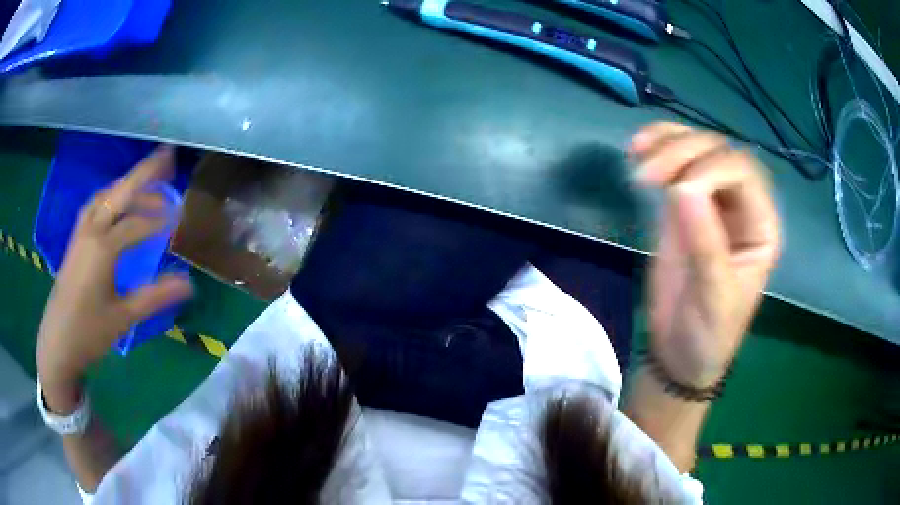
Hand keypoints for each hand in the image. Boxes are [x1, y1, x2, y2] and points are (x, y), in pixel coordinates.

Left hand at [36, 147, 193, 411]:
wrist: (58, 343)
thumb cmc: (90, 332)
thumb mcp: (124, 317)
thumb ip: (155, 296)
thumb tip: (189, 283)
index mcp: (103, 248)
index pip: (137, 224)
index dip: (160, 219)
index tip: (181, 217)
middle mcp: (91, 231)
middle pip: (120, 192)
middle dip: (144, 172)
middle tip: (167, 155)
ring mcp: (80, 233)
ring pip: (105, 196)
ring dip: (126, 185)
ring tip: (146, 183)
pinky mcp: (75, 240)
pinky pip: (94, 206)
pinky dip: (110, 197)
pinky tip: (117, 205)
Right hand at [629, 123, 780, 387]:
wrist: (680, 353)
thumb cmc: (708, 333)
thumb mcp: (714, 298)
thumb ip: (706, 244)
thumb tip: (682, 188)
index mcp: (760, 226)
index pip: (743, 172)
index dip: (710, 169)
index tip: (675, 194)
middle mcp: (740, 206)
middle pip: (719, 152)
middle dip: (683, 152)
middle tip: (646, 177)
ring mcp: (711, 202)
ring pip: (696, 148)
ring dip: (667, 143)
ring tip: (636, 155)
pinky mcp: (683, 206)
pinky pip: (674, 164)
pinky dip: (656, 148)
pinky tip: (637, 150)